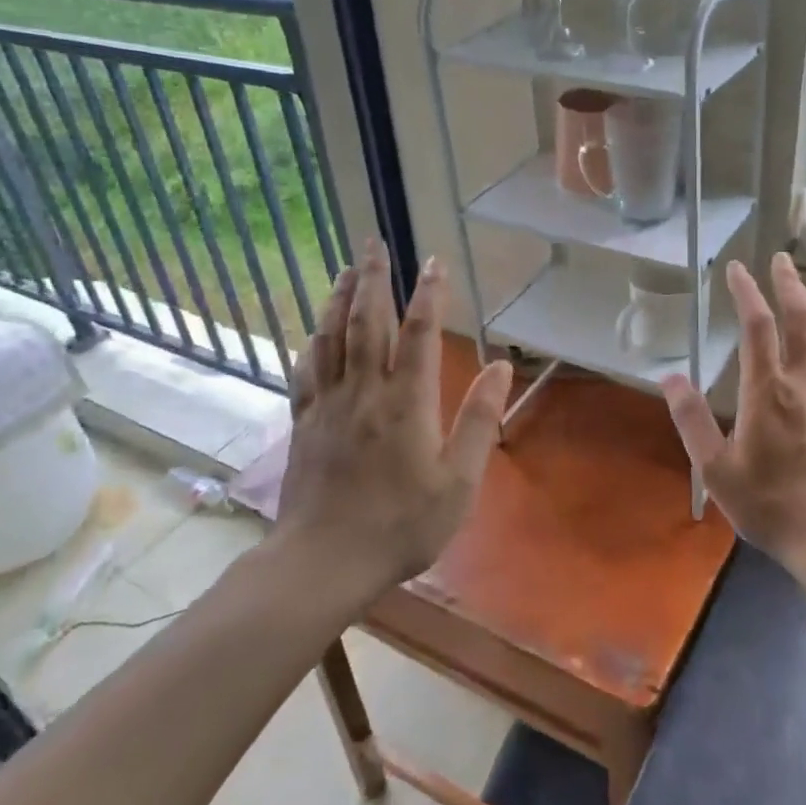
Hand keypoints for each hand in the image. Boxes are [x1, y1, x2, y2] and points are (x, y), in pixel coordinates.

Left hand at [277, 239, 512, 596]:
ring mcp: (327, 405)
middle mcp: (363, 391)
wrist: (324, 561)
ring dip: (338, 299)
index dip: (428, 294)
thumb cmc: (401, 525)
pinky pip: (306, 370)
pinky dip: (313, 342)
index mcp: (406, 402)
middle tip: (373, 243)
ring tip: (345, 270)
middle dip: (372, 278)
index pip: (418, 333)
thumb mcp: (458, 481)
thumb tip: (502, 368)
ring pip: (330, 337)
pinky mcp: (303, 423)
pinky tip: (314, 332)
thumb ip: (479, 421)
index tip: (434, 262)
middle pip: (366, 321)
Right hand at [661, 254, 805, 575]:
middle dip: (790, 282)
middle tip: (780, 260)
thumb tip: (669, 378)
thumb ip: (691, 420)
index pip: (758, 325)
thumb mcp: (716, 470)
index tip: (736, 269)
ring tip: (803, 292)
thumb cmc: (772, 505)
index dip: (746, 291)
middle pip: (803, 316)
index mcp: (769, 390)